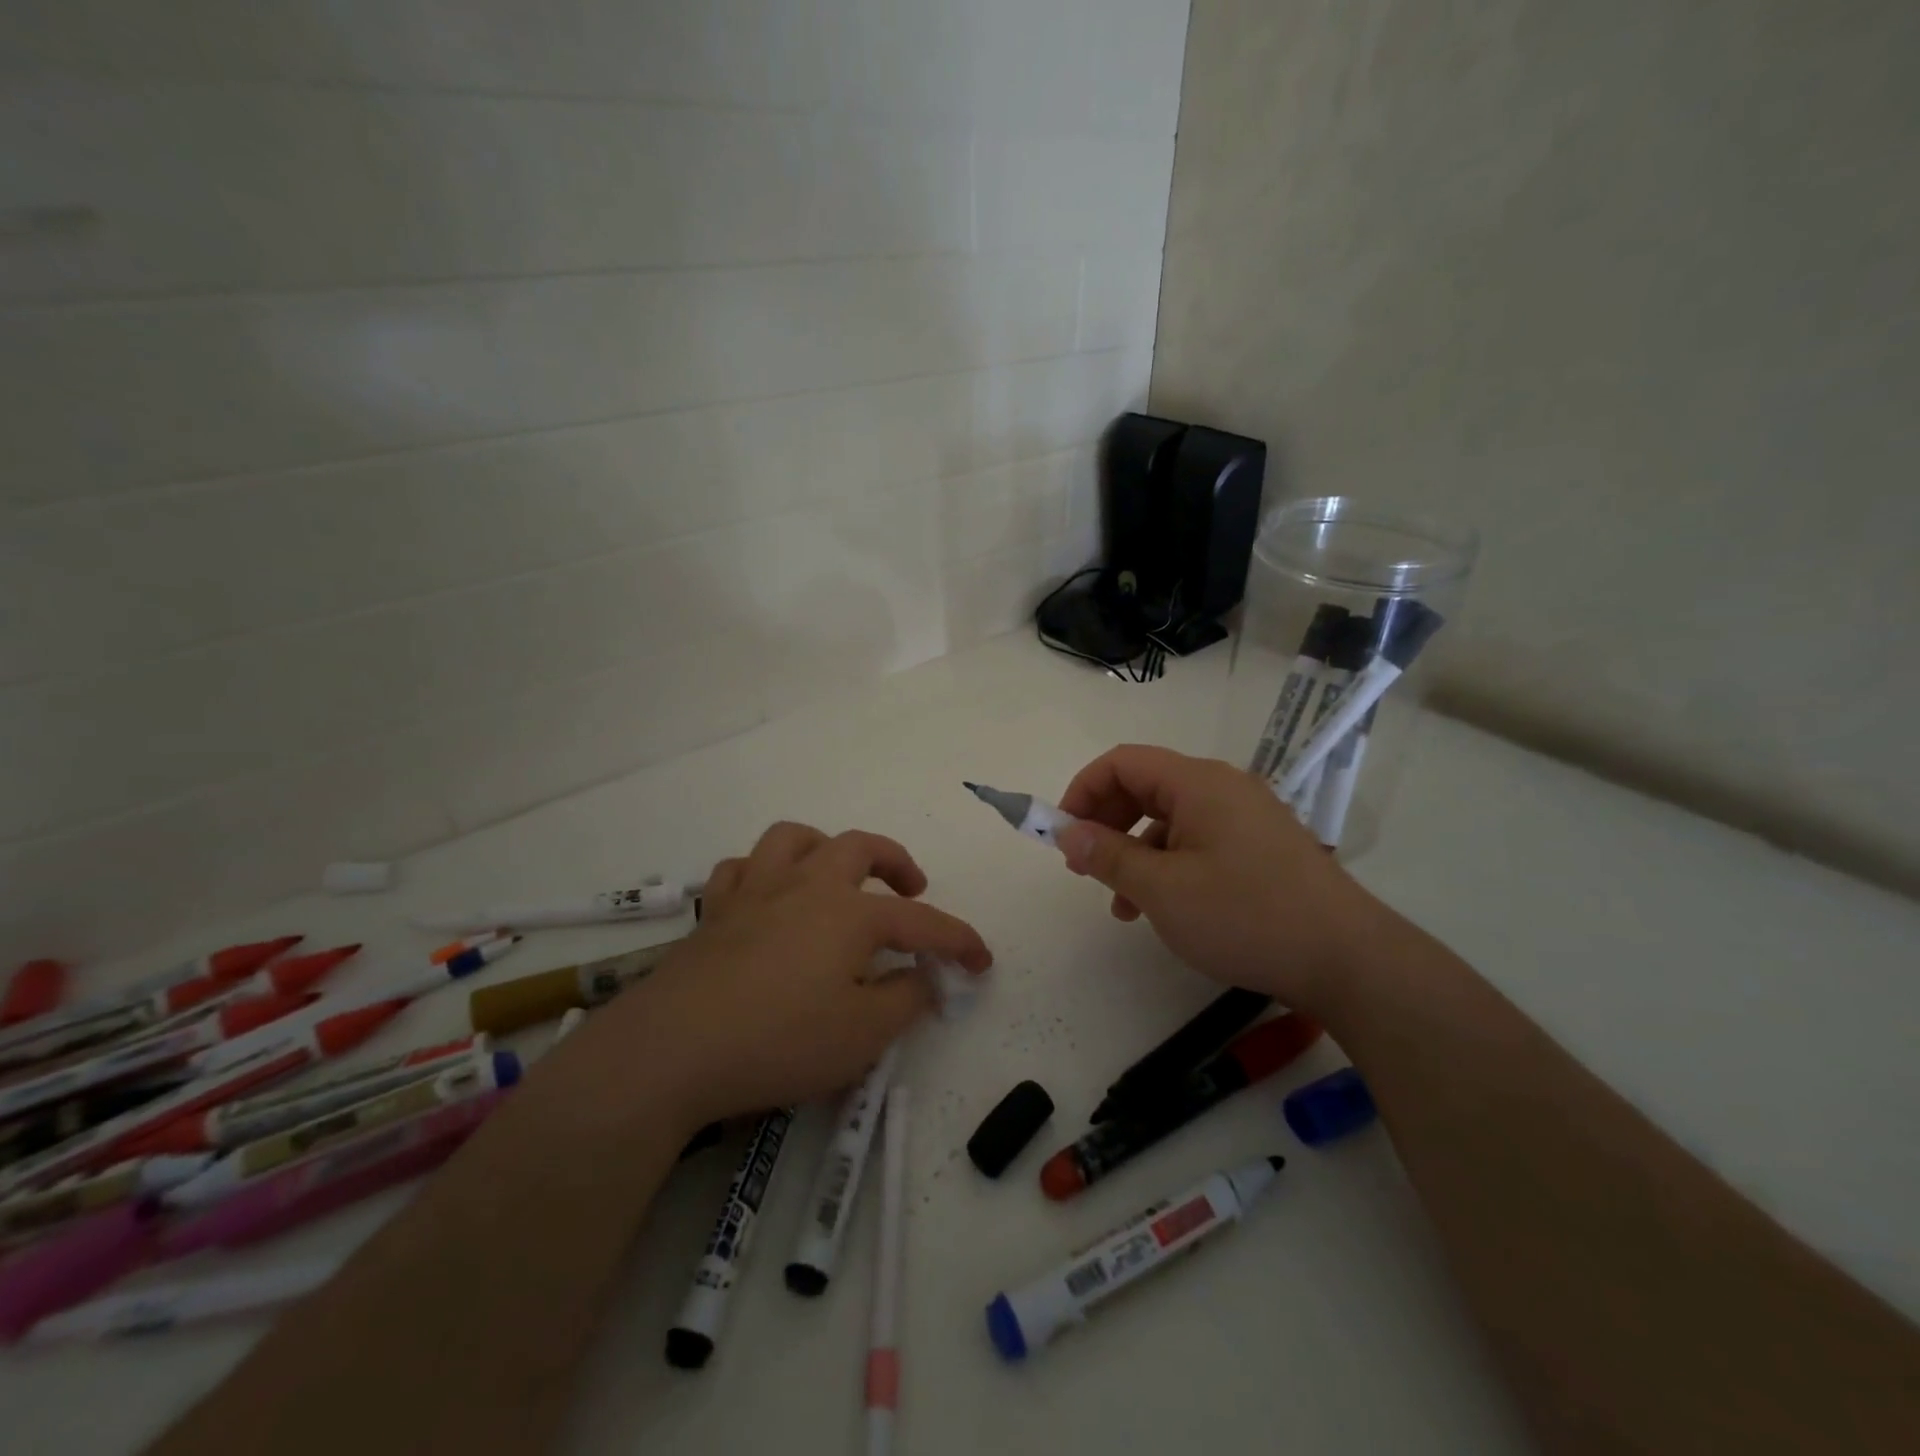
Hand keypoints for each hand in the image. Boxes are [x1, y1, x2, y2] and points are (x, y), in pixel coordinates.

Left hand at [577, 822, 990, 1132]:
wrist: (673, 1049)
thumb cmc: (780, 1041)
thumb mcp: (862, 1036)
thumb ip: (905, 1001)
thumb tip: (924, 977)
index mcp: (850, 914)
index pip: (922, 922)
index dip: (958, 940)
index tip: (982, 961)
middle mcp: (807, 887)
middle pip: (859, 848)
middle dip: (895, 862)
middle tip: (912, 889)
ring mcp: (756, 893)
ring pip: (793, 840)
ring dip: (825, 848)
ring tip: (836, 877)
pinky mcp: (714, 913)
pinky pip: (740, 870)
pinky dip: (762, 874)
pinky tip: (769, 898)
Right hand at [1055, 745, 1388, 1017]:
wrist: (1348, 960)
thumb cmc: (1246, 916)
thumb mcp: (1163, 890)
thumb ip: (1108, 856)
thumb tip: (1066, 833)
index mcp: (1198, 782)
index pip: (1123, 762)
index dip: (1083, 791)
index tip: (1062, 834)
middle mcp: (1223, 788)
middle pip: (1145, 786)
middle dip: (1106, 822)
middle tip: (1084, 865)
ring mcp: (1246, 817)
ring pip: (1170, 819)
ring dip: (1135, 852)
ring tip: (1120, 904)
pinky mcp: (1261, 847)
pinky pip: (1199, 841)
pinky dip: (1169, 865)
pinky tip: (1163, 909)